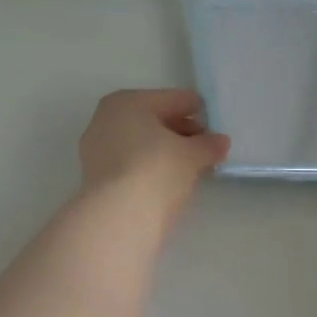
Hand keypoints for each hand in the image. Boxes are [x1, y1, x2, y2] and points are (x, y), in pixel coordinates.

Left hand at [78, 89, 229, 218]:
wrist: (119, 217)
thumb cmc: (157, 170)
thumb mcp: (192, 155)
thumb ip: (208, 145)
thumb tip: (220, 142)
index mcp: (128, 101)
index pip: (172, 99)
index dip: (197, 110)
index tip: (214, 123)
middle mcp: (106, 119)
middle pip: (153, 120)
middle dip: (180, 132)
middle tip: (205, 146)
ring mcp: (96, 150)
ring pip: (140, 143)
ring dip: (164, 151)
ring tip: (190, 166)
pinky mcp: (96, 178)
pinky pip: (130, 164)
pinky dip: (149, 168)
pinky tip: (167, 181)